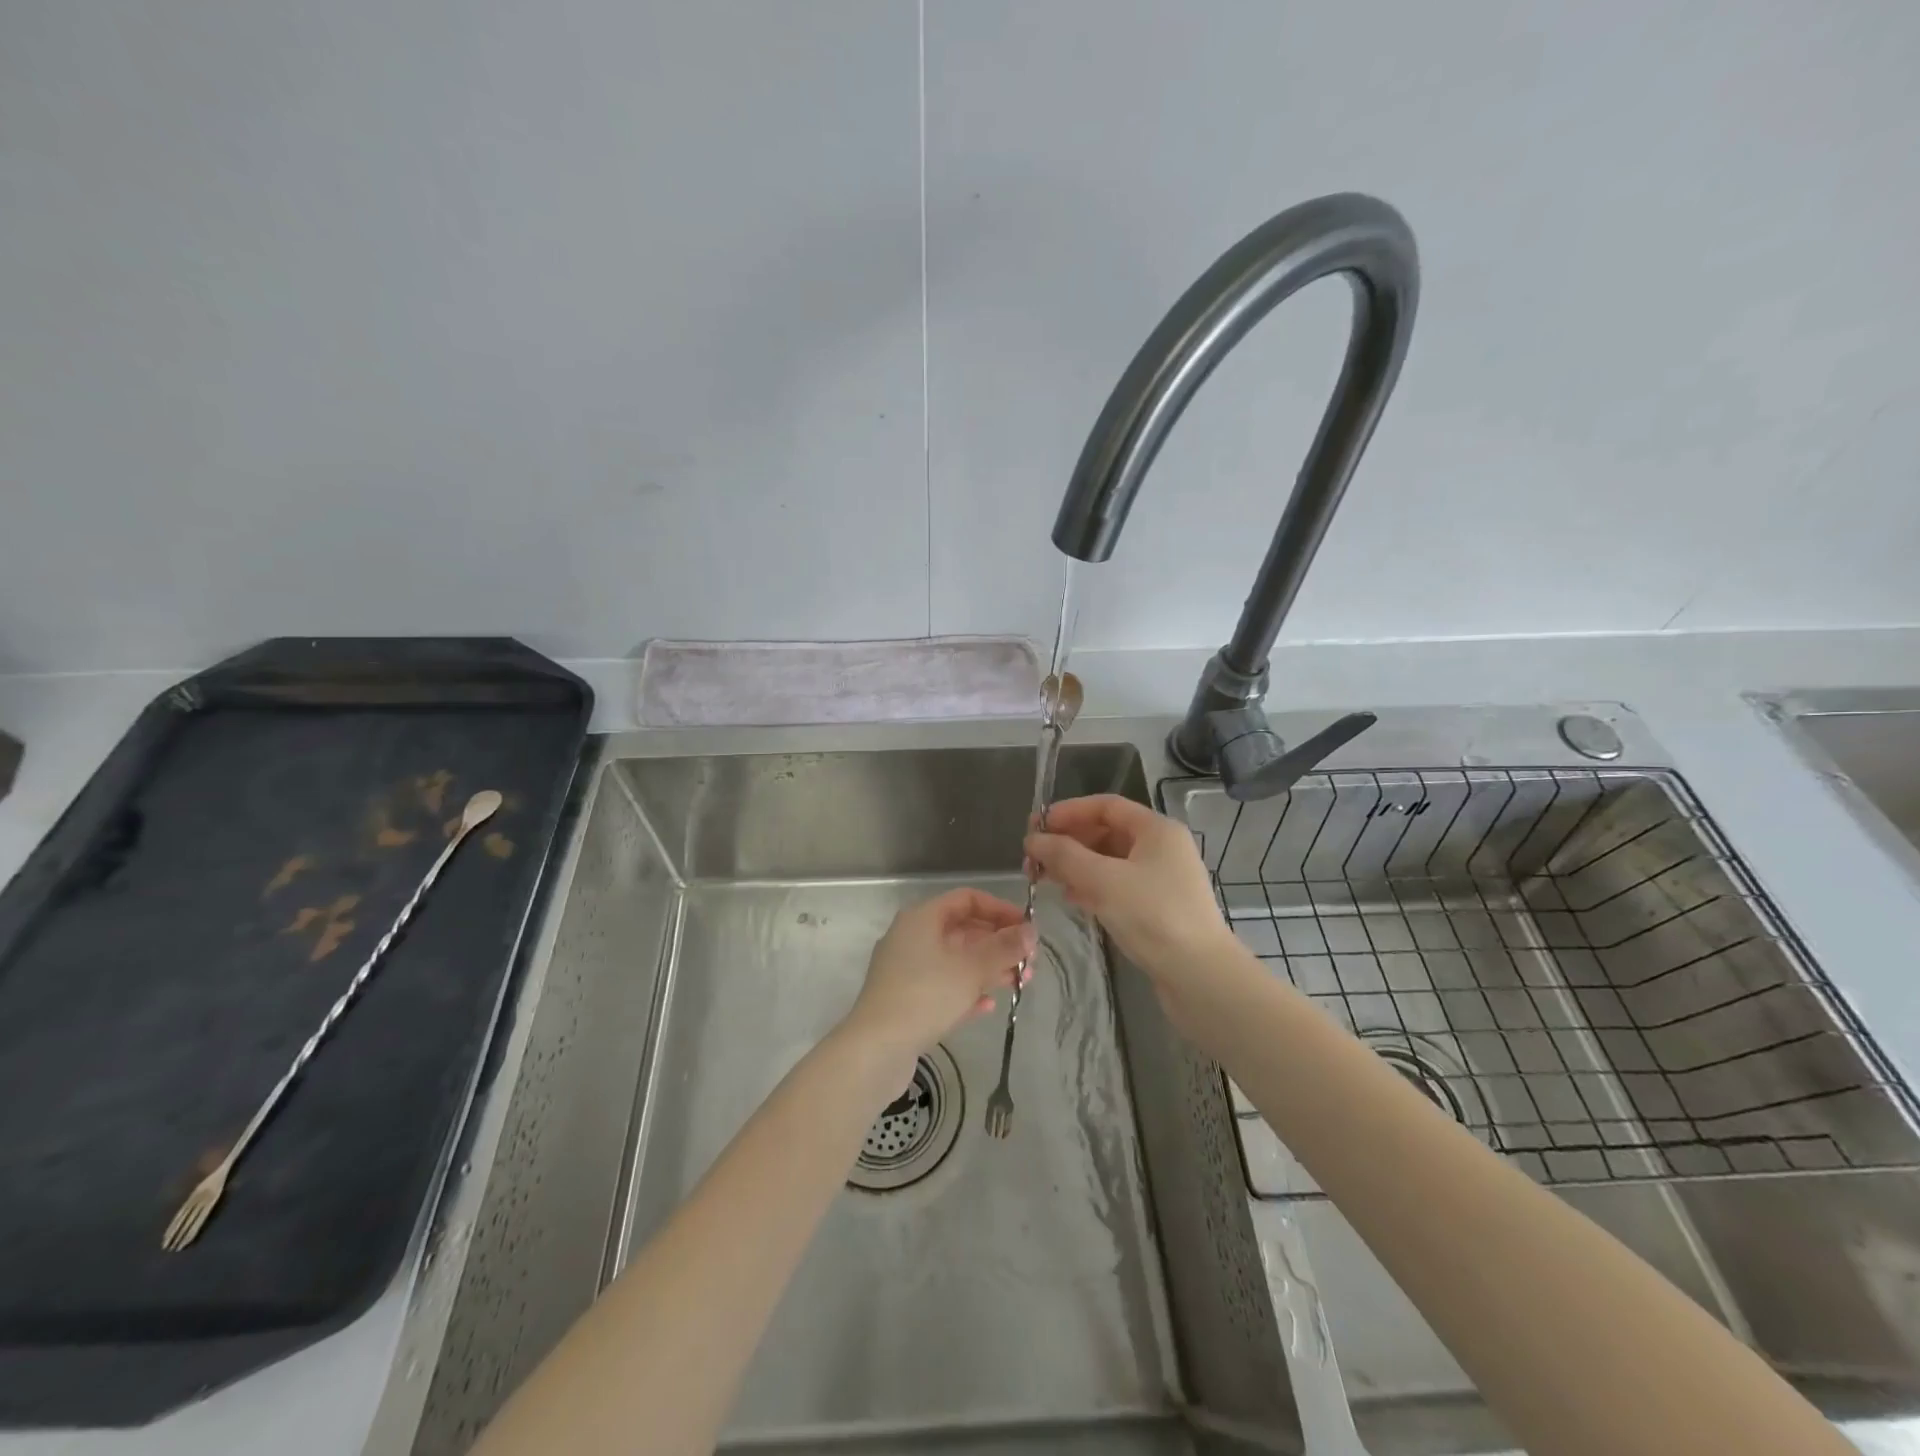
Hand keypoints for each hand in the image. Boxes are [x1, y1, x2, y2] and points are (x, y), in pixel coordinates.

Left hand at [842, 888, 1034, 1066]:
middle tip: (1029, 963)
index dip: (1000, 910)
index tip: (1027, 929)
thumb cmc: (925, 996)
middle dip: (998, 944)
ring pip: (955, 960)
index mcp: (922, 918)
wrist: (876, 1049)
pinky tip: (987, 1006)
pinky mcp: (906, 999)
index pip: (967, 899)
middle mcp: (912, 936)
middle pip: (963, 930)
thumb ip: (1004, 948)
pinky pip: (943, 986)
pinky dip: (967, 991)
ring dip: (988, 969)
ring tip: (1019, 985)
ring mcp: (906, 969)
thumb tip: (1031, 931)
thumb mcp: (971, 969)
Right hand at [1025, 795, 1232, 978]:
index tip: (1036, 826)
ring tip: (1043, 879)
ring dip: (1075, 865)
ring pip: (1109, 861)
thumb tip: (1032, 839)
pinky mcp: (1157, 907)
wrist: (1200, 977)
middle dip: (1068, 842)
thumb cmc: (1153, 916)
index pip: (1105, 806)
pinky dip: (1091, 887)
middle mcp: (1161, 848)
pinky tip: (1070, 899)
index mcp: (1156, 829)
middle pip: (1106, 832)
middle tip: (1033, 858)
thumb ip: (1064, 856)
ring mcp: (1161, 879)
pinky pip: (1116, 885)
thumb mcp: (1103, 880)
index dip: (1068, 812)